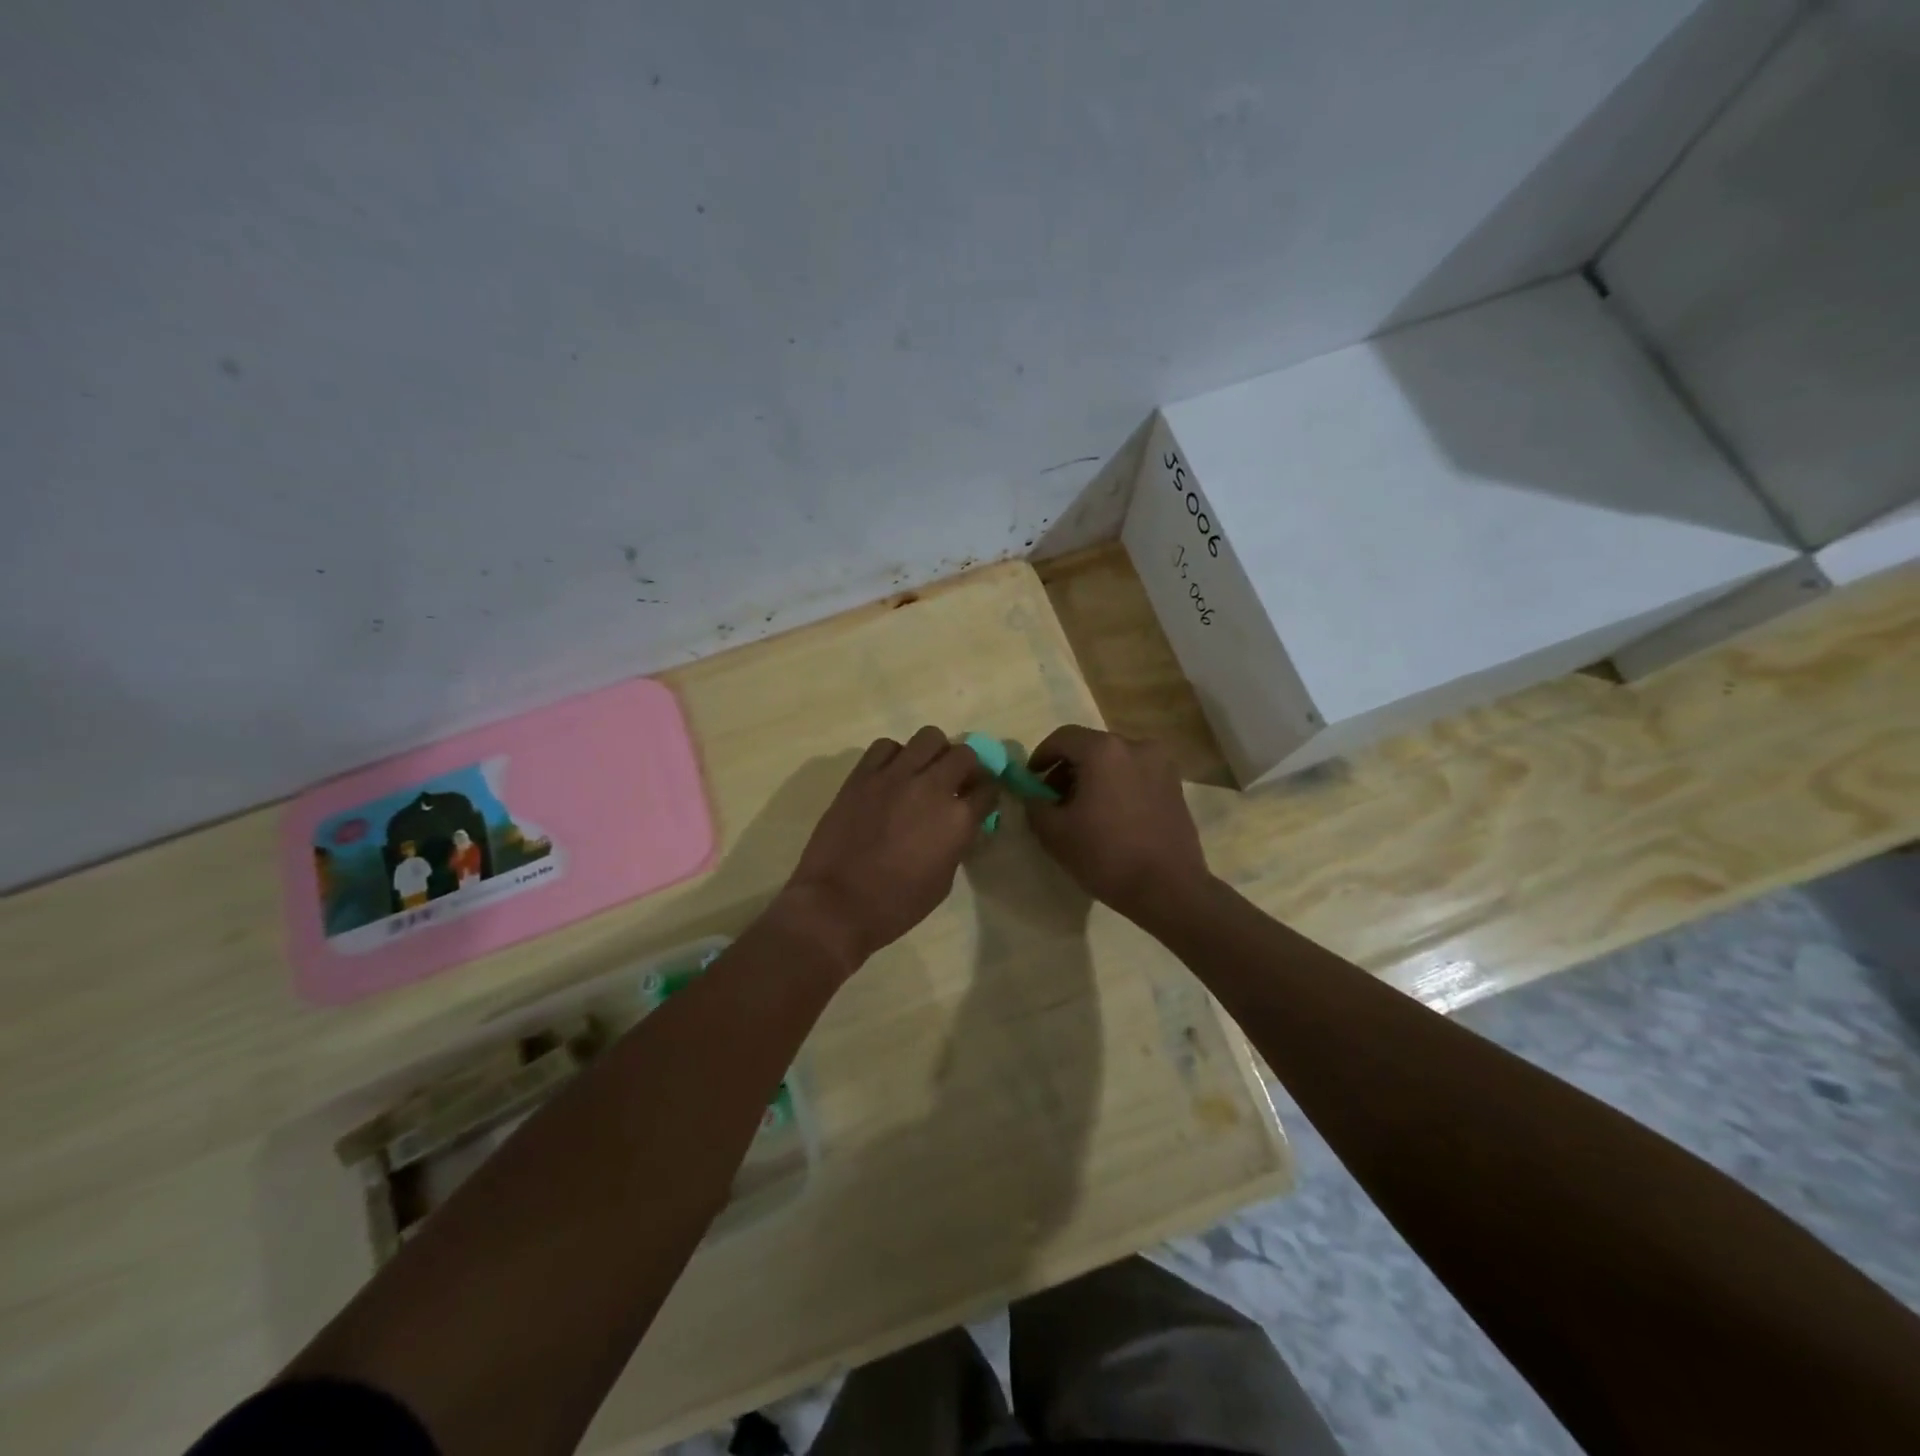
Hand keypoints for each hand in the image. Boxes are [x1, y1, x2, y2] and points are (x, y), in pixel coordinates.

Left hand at [774, 726, 997, 975]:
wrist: (836, 904)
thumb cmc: (896, 905)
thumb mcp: (943, 880)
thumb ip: (955, 842)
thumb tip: (958, 824)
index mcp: (958, 820)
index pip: (988, 789)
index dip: (987, 793)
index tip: (980, 799)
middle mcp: (932, 787)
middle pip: (964, 754)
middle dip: (967, 766)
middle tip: (957, 782)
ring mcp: (895, 776)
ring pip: (928, 737)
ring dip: (934, 752)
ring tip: (924, 771)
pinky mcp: (863, 774)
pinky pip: (886, 746)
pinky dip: (895, 755)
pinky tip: (891, 774)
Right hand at [1023, 725, 1211, 922]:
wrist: (1168, 889)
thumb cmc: (1106, 856)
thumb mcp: (1054, 833)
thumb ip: (1035, 805)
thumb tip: (1033, 795)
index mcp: (1104, 751)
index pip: (1063, 738)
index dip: (1041, 756)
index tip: (1032, 781)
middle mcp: (1136, 746)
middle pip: (1091, 747)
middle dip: (1067, 768)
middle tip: (1054, 799)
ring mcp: (1161, 765)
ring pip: (1115, 761)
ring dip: (1094, 777)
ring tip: (1084, 811)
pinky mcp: (1175, 786)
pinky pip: (1136, 775)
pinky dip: (1118, 786)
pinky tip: (1111, 817)